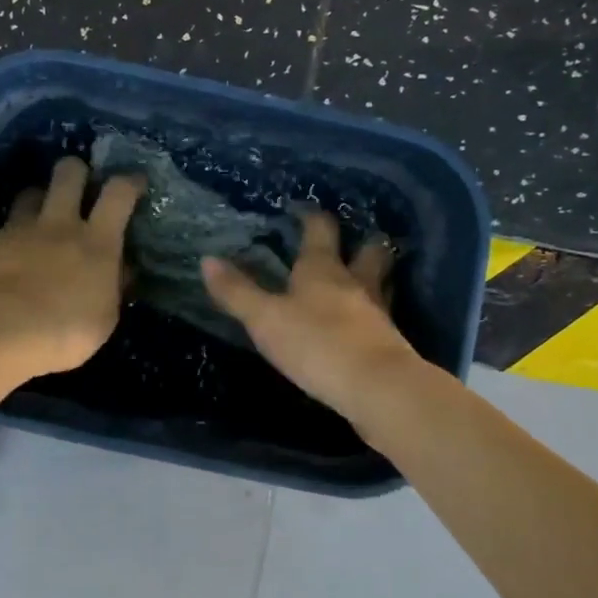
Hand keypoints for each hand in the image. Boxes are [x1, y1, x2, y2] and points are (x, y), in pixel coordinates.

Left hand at [0, 156, 144, 382]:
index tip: (134, 182)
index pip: (118, 194)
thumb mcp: (104, 319)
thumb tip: (120, 271)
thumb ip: (111, 288)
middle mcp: (58, 225)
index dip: (129, 182)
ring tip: (38, 218)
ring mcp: (17, 229)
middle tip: (79, 184)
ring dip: (38, 200)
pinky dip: (3, 243)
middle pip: (69, 174)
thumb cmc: (63, 333)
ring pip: (30, 194)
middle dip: (76, 171)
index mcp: (96, 242)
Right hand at [202, 209, 423, 421]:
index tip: (303, 209)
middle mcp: (355, 282)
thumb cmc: (315, 343)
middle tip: (355, 239)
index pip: (320, 229)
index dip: (311, 216)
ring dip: (375, 275)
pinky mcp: (390, 343)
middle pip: (368, 250)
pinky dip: (375, 313)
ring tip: (362, 278)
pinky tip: (366, 322)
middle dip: (362, 242)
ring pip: (381, 282)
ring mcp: (378, 312)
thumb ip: (237, 291)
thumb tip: (207, 259)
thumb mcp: (265, 319)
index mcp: (323, 269)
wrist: (376, 388)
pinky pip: (383, 317)